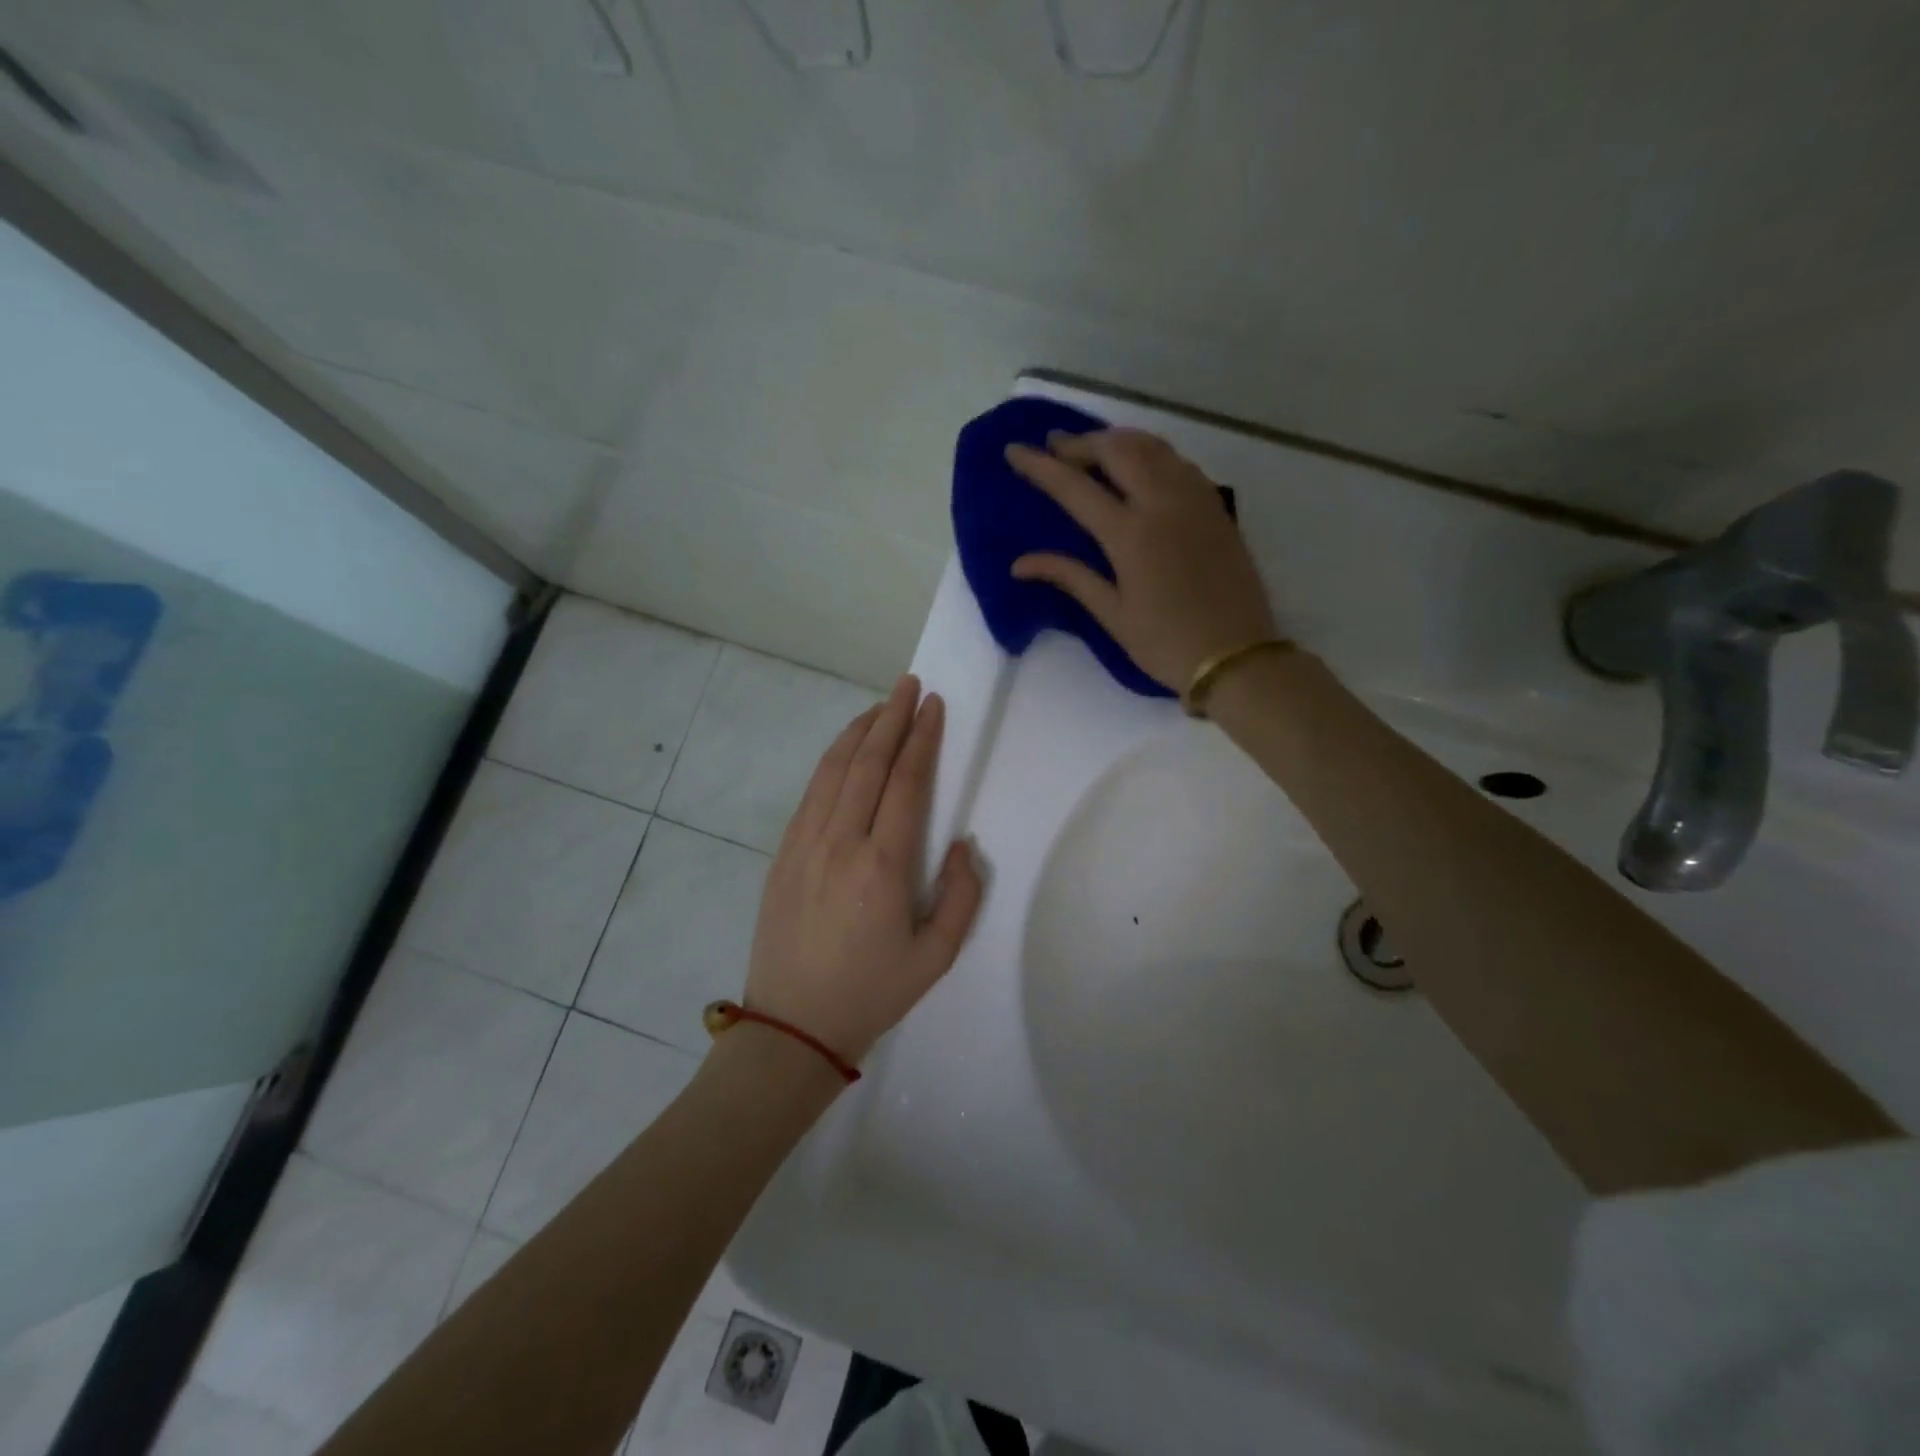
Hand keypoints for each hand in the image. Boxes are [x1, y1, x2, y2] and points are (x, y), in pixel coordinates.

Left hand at [745, 675, 983, 1063]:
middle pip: (868, 763)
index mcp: (883, 865)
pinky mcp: (783, 853)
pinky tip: (845, 750)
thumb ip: (961, 896)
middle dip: (892, 718)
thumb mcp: (936, 957)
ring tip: (880, 707)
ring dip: (859, 731)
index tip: (934, 707)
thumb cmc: (871, 992)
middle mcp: (841, 842)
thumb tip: (963, 844)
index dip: (922, 739)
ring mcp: (805, 844)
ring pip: (834, 770)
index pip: (906, 783)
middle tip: (909, 686)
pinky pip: (811, 792)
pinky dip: (831, 761)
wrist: (792, 1025)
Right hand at [1006, 428, 1277, 690]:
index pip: (1075, 488)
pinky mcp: (1216, 508)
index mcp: (1131, 535)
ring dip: (1118, 440)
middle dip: (1081, 442)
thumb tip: (1020, 564)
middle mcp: (1163, 504)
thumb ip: (1070, 577)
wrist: (1236, 657)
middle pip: (1117, 450)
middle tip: (1055, 446)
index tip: (1014, 450)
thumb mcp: (1112, 615)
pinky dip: (1152, 453)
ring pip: (1153, 447)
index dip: (1041, 466)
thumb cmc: (1166, 644)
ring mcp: (1195, 501)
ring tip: (1093, 448)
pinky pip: (1179, 462)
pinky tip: (1141, 466)